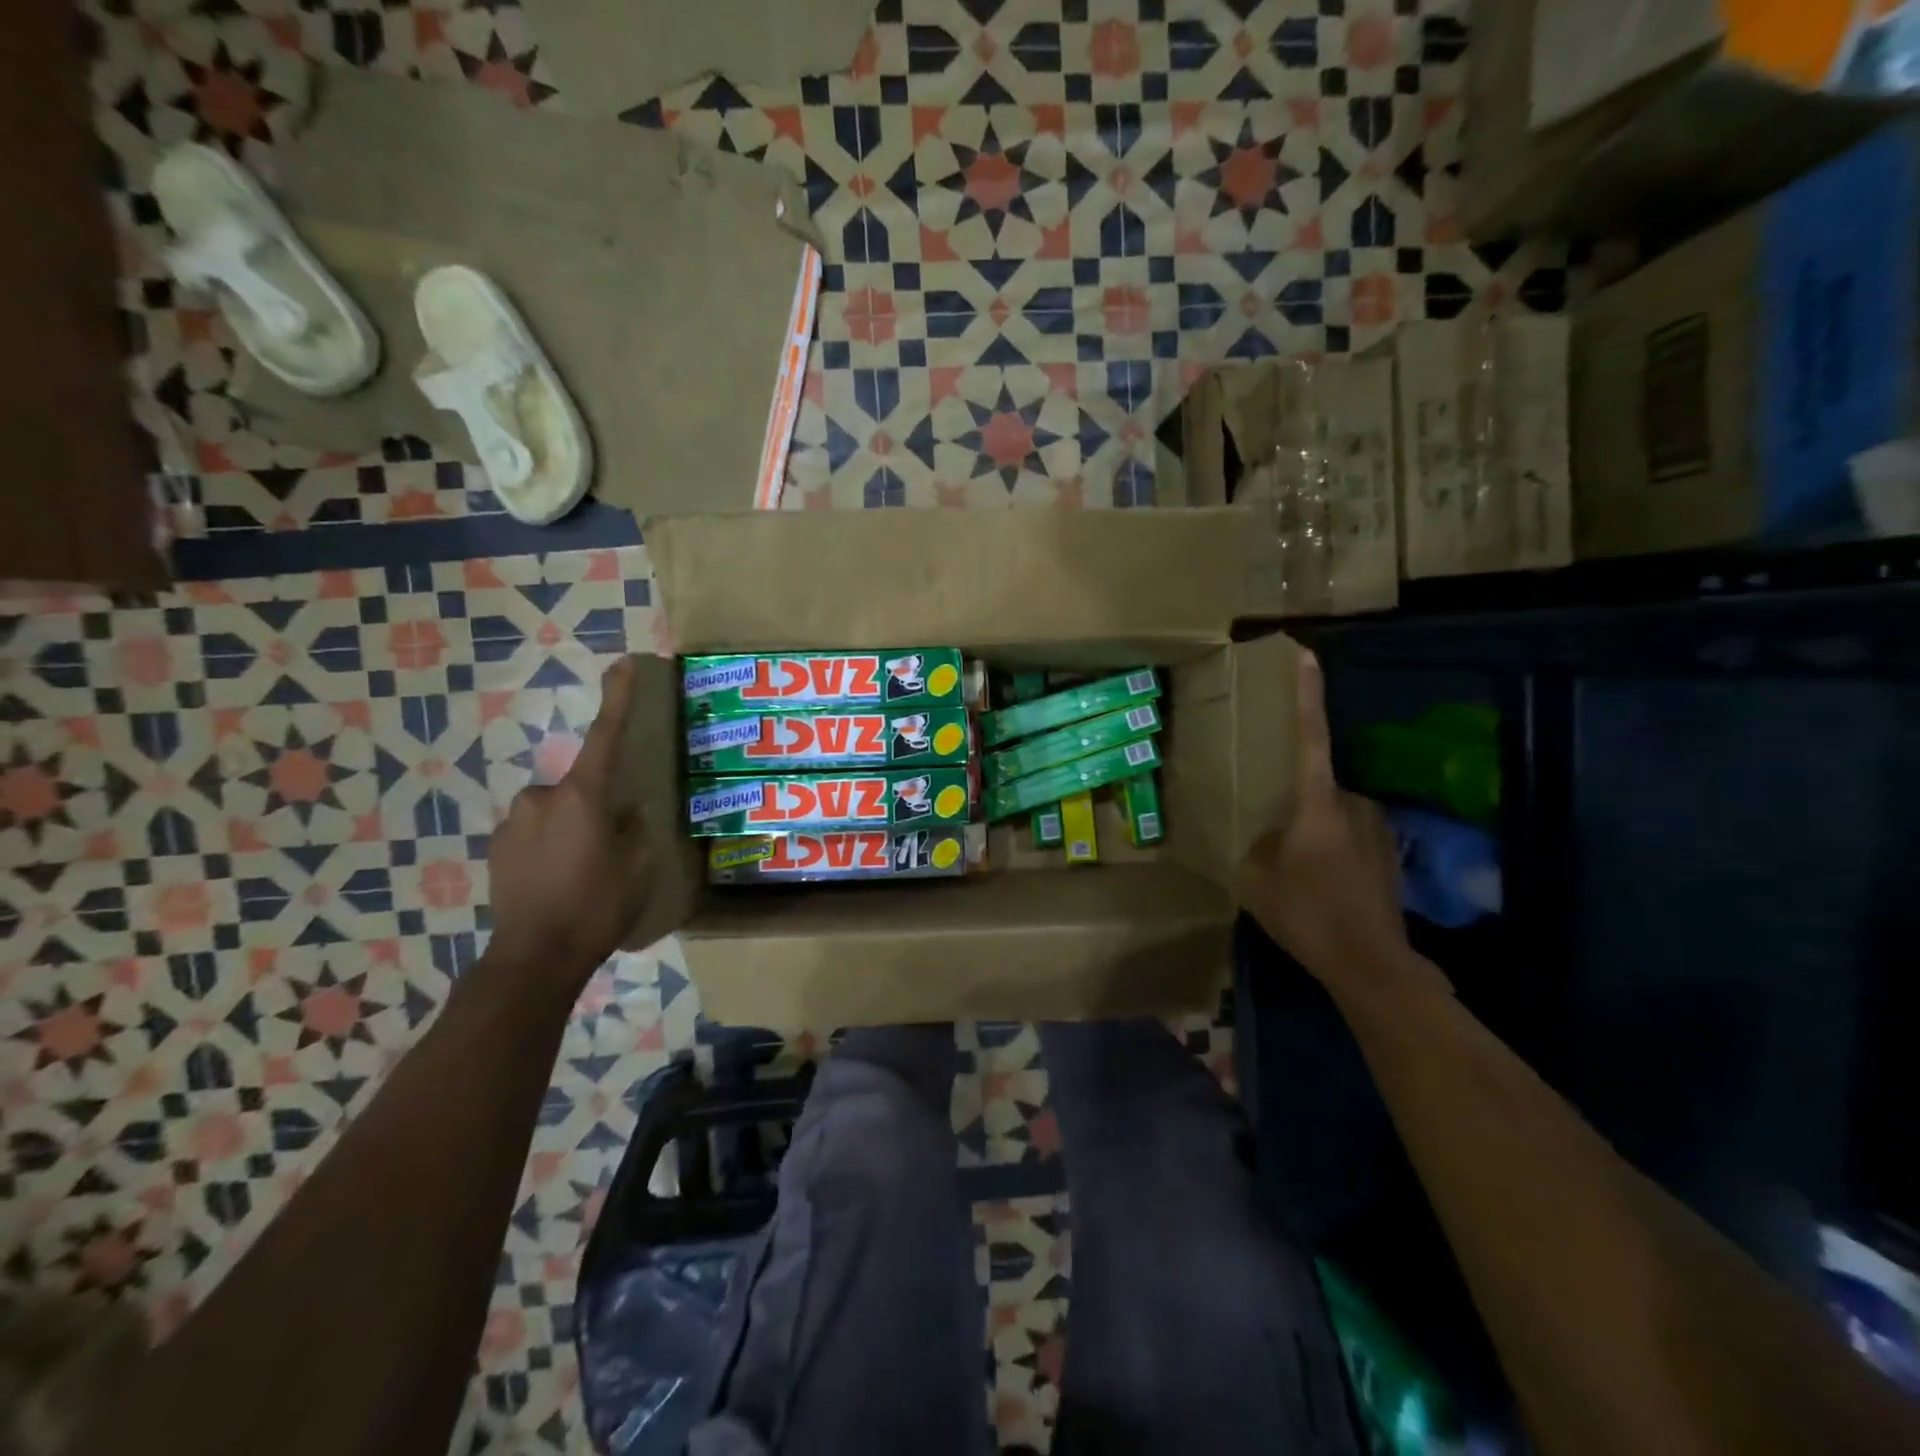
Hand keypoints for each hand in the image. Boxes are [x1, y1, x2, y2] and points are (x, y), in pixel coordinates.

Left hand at [485, 657, 650, 987]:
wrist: (534, 957)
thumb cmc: (597, 907)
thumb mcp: (637, 867)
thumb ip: (634, 829)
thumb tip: (626, 810)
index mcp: (582, 797)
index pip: (605, 737)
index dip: (617, 699)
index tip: (622, 664)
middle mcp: (541, 798)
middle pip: (578, 787)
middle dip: (594, 808)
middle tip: (609, 848)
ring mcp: (513, 823)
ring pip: (554, 812)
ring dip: (570, 830)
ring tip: (582, 873)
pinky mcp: (496, 848)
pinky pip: (534, 833)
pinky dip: (549, 847)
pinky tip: (558, 882)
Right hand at [1242, 649, 1407, 983]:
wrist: (1370, 964)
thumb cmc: (1306, 913)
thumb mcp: (1255, 878)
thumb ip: (1255, 844)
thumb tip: (1264, 834)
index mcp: (1317, 803)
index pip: (1310, 737)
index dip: (1306, 696)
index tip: (1306, 656)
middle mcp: (1355, 804)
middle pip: (1318, 786)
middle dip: (1297, 806)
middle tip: (1278, 843)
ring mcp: (1378, 829)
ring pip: (1335, 814)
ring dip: (1317, 832)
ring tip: (1300, 873)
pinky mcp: (1392, 853)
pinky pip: (1352, 836)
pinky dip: (1335, 851)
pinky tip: (1324, 886)